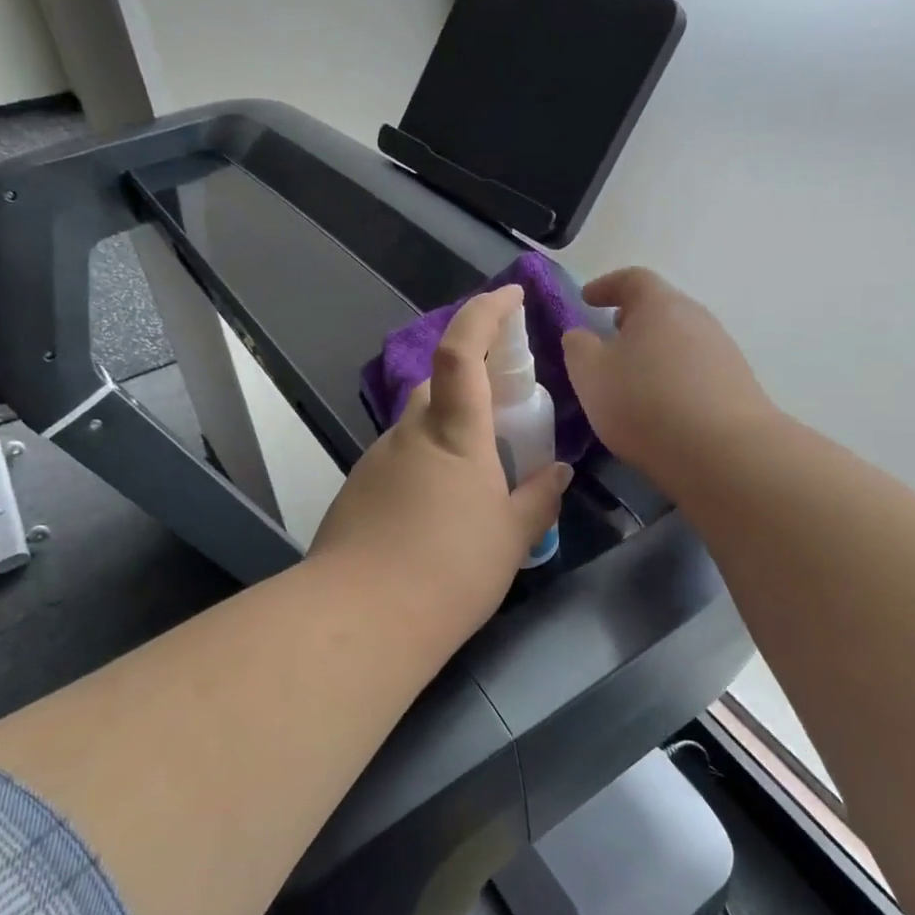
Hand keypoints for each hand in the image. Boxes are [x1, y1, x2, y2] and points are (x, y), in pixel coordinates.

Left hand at [310, 285, 571, 644]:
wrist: (362, 619)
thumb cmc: (451, 570)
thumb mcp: (511, 537)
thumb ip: (538, 498)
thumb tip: (558, 472)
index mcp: (454, 433)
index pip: (461, 349)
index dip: (484, 312)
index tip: (510, 295)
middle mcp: (410, 434)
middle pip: (437, 387)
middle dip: (471, 388)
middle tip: (504, 425)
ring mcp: (376, 461)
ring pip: (418, 428)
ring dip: (447, 437)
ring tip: (475, 488)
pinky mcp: (357, 491)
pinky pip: (399, 462)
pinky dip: (424, 470)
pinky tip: (437, 517)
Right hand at [561, 268, 775, 483]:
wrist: (723, 451)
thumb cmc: (645, 403)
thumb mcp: (591, 375)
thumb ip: (578, 348)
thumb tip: (580, 335)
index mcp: (660, 305)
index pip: (632, 279)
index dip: (606, 285)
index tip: (586, 299)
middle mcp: (697, 318)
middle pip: (661, 308)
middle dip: (632, 320)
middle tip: (610, 338)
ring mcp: (723, 350)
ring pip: (680, 340)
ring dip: (655, 351)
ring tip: (633, 377)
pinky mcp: (737, 384)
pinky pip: (696, 369)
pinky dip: (674, 376)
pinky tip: (663, 404)